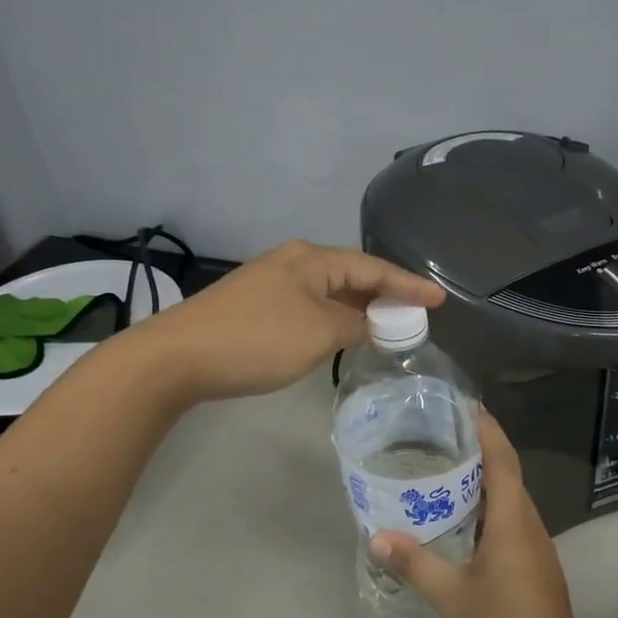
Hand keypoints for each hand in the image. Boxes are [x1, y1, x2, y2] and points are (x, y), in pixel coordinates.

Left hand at [136, 240, 442, 402]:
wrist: (177, 357)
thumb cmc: (256, 339)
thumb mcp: (318, 332)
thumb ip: (355, 324)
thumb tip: (370, 323)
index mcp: (311, 259)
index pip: (373, 268)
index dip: (409, 285)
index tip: (440, 299)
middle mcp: (293, 263)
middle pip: (351, 276)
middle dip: (385, 295)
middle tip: (417, 316)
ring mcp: (270, 285)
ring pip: (329, 293)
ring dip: (358, 309)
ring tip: (388, 327)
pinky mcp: (255, 308)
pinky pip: (309, 307)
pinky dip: (333, 319)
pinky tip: (341, 335)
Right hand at [370, 410, 594, 617]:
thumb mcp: (450, 597)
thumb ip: (415, 563)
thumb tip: (378, 536)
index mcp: (513, 523)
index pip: (503, 461)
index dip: (488, 431)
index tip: (468, 406)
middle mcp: (531, 528)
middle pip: (508, 478)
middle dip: (480, 454)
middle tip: (441, 439)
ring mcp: (538, 551)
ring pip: (510, 504)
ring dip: (483, 486)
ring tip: (444, 476)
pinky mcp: (537, 571)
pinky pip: (512, 526)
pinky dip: (488, 513)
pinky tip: (462, 526)